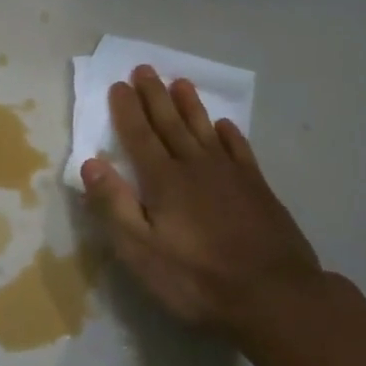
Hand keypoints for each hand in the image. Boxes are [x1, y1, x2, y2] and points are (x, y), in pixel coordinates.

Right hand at [81, 66, 325, 339]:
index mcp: (164, 181)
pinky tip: (224, 125)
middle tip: (144, 69)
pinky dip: (229, 134)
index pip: (139, 136)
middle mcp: (196, 167)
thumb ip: (115, 205)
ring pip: (204, 130)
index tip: (118, 85)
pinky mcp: (258, 189)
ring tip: (180, 82)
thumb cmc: (197, 279)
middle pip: (170, 124)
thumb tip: (90, 163)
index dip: (127, 110)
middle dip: (154, 96)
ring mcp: (231, 176)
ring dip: (190, 106)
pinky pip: (239, 150)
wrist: (275, 296)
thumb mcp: (141, 251)